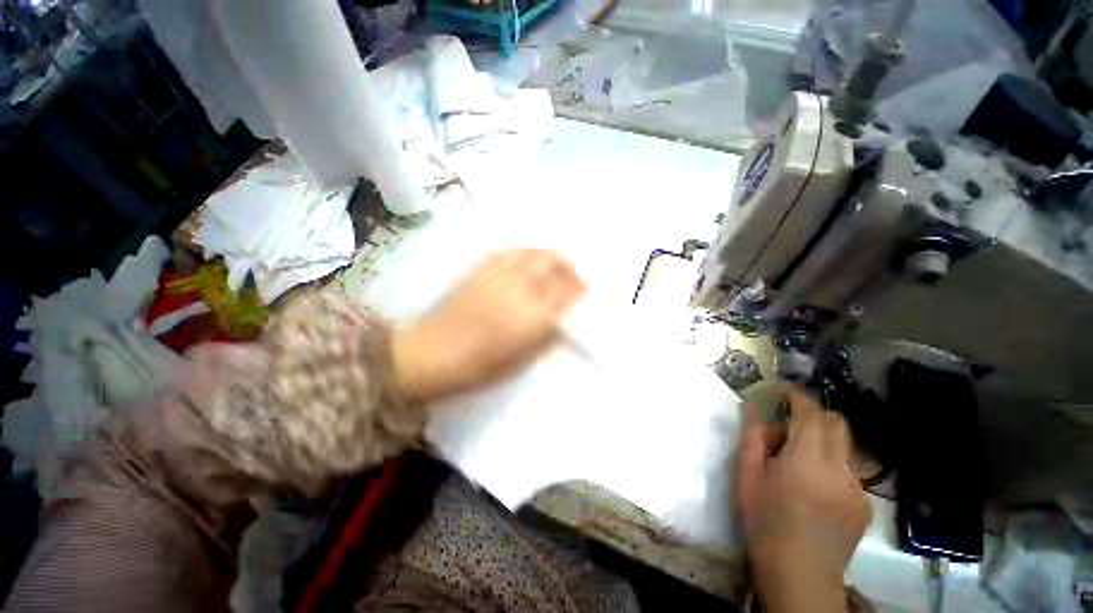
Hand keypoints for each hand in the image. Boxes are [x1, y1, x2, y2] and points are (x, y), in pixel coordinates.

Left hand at [392, 249, 585, 404]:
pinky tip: (526, 262)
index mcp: (530, 317)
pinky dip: (524, 253)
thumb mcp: (520, 364)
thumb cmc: (477, 369)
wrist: (430, 355)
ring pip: (530, 252)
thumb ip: (546, 340)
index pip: (564, 292)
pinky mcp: (478, 271)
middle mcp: (517, 290)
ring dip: (547, 256)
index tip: (584, 291)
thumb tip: (562, 323)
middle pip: (549, 262)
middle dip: (567, 265)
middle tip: (572, 275)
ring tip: (552, 266)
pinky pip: (506, 252)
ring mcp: (496, 276)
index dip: (578, 288)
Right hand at [734, 388, 869, 612]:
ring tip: (797, 465)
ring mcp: (856, 488)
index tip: (784, 390)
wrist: (798, 575)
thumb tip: (751, 407)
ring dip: (820, 443)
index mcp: (807, 460)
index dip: (798, 397)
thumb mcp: (746, 476)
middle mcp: (839, 468)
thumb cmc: (763, 521)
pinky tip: (813, 490)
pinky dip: (830, 467)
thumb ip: (751, 437)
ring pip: (843, 447)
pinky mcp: (863, 505)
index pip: (810, 414)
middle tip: (787, 430)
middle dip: (813, 416)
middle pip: (837, 424)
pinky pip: (848, 471)